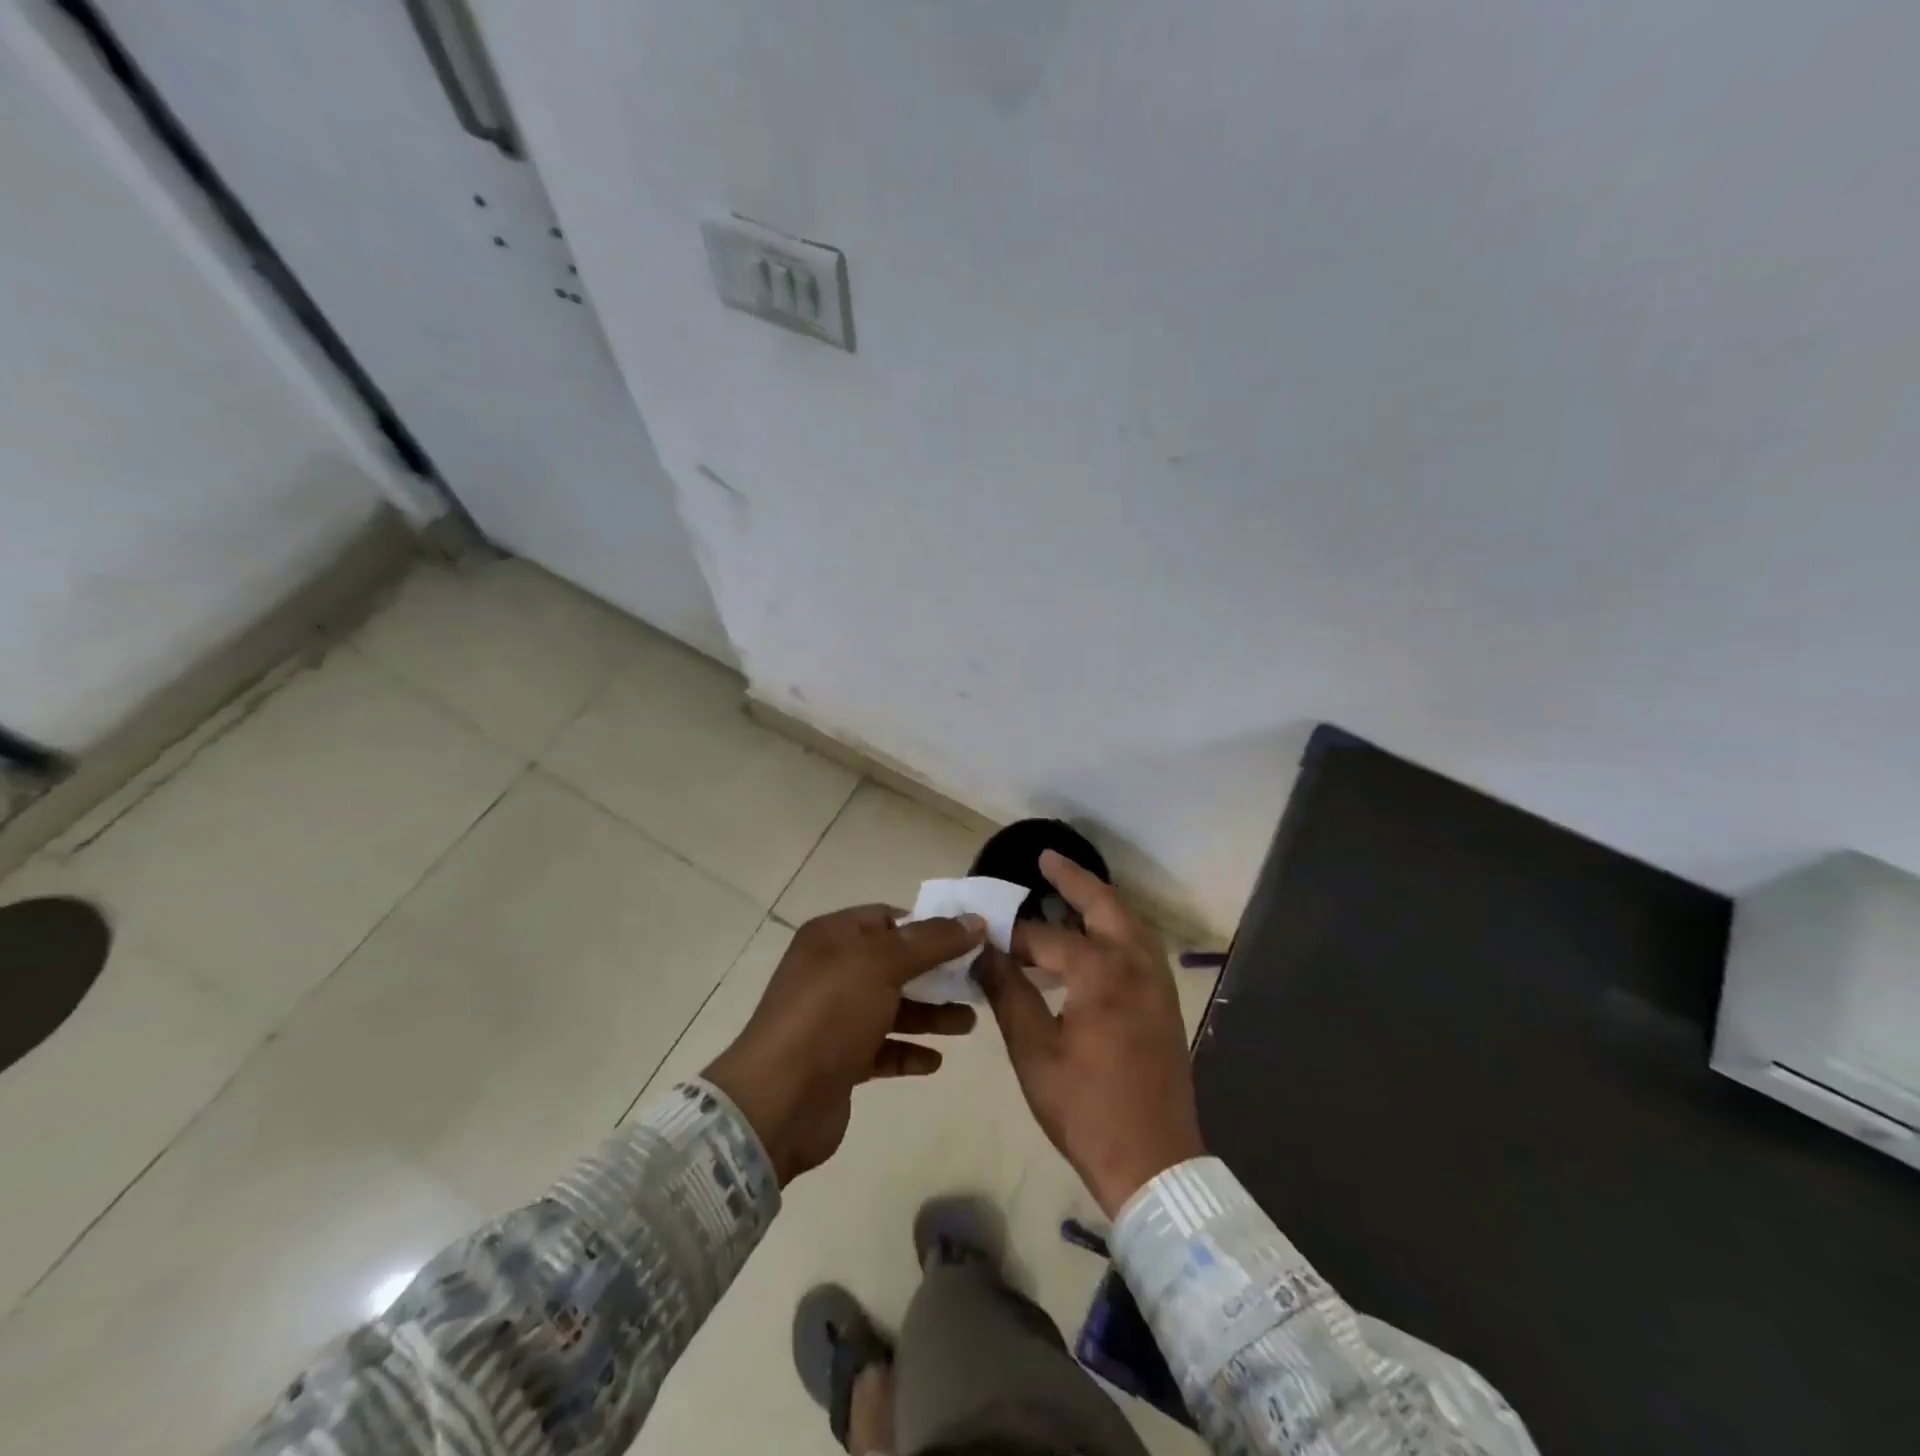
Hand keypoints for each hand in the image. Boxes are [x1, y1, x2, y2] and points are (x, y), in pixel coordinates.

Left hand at [704, 905, 982, 1184]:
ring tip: (969, 1024)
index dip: (928, 925)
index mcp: (833, 938)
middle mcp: (832, 971)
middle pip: (895, 964)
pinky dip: (909, 1051)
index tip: (970, 939)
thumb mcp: (882, 964)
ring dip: (931, 1014)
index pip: (888, 918)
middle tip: (979, 983)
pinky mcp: (840, 1061)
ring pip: (893, 1008)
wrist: (778, 1101)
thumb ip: (932, 941)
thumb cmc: (830, 1015)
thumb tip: (976, 920)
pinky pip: (883, 1049)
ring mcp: (835, 1018)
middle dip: (937, 973)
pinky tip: (936, 1061)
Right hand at [975, 851, 1203, 1215]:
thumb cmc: (1086, 1109)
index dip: (1012, 939)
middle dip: (1075, 880)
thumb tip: (984, 953)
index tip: (984, 939)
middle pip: (1106, 906)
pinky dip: (1117, 929)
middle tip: (1046, 859)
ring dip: (1101, 902)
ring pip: (1130, 923)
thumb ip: (1009, 994)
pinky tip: (1097, 941)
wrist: (1154, 1162)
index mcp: (1101, 973)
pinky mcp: (1165, 1003)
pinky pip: (1140, 947)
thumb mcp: (1034, 1053)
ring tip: (1069, 892)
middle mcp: (1135, 965)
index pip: (1046, 939)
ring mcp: (1157, 984)